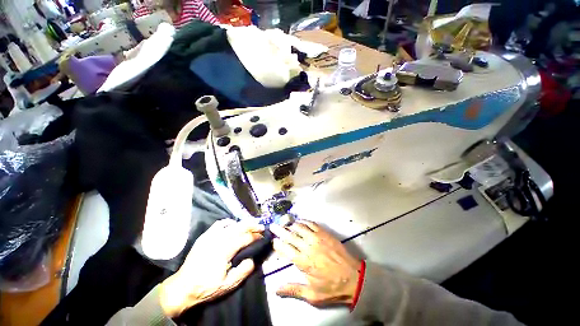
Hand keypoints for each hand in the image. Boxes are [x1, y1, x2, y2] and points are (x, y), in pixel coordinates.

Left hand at [159, 219, 263, 316]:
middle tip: (261, 227)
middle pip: (239, 227)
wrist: (183, 287)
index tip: (262, 237)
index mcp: (224, 250)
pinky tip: (233, 225)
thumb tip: (252, 259)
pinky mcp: (205, 236)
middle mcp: (218, 239)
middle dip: (252, 225)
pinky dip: (228, 222)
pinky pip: (219, 224)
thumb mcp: (227, 286)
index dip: (255, 236)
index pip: (245, 238)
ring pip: (231, 224)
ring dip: (243, 223)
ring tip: (250, 225)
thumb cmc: (206, 287)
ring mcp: (210, 236)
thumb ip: (242, 271)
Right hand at [270, 221, 361, 306]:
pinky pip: (312, 224)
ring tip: (285, 223)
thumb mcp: (312, 295)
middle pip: (290, 236)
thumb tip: (275, 289)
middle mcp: (308, 247)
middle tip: (273, 225)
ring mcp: (317, 238)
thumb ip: (293, 290)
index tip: (272, 240)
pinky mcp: (325, 233)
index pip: (286, 249)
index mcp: (303, 262)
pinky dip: (304, 221)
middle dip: (280, 230)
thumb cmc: (332, 287)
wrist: (353, 277)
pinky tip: (300, 221)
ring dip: (291, 225)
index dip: (277, 244)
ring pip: (300, 227)